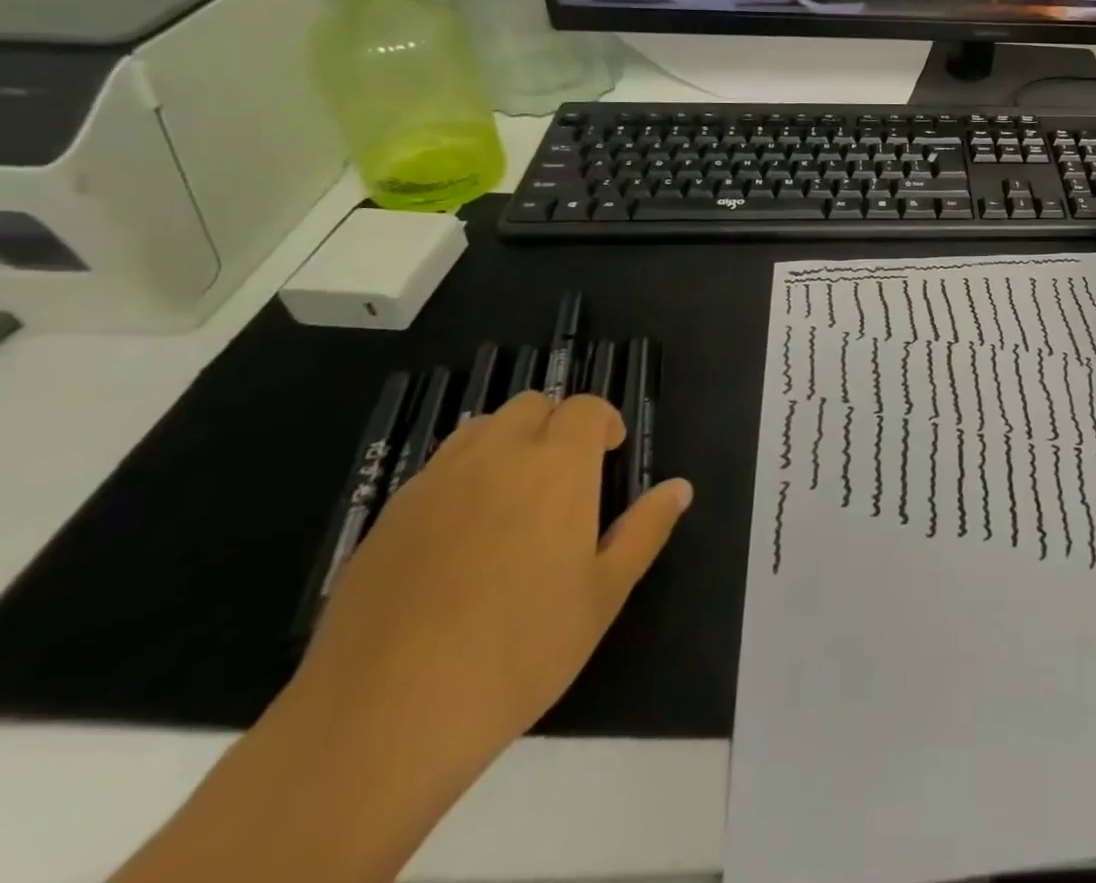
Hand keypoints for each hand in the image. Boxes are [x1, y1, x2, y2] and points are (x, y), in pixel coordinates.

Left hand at [290, 391, 692, 787]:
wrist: (382, 721)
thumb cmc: (519, 652)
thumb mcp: (604, 595)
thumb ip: (645, 530)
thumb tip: (680, 487)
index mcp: (558, 466)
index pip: (585, 408)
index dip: (604, 422)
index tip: (610, 455)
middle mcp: (496, 456)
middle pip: (531, 407)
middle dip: (555, 426)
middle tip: (564, 479)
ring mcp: (435, 484)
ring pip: (479, 430)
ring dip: (506, 444)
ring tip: (513, 500)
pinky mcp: (387, 518)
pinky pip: (435, 472)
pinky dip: (460, 481)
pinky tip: (459, 541)